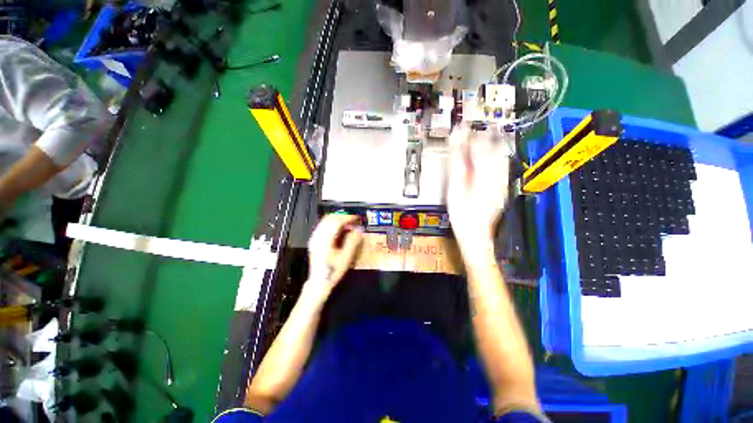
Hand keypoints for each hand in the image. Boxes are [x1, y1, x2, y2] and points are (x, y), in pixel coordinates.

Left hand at [304, 214, 363, 302]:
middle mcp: (318, 236)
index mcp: (325, 239)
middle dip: (343, 217)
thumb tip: (359, 229)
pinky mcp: (315, 240)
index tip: (356, 218)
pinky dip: (333, 224)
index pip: (337, 221)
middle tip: (353, 220)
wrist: (319, 282)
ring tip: (348, 225)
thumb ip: (353, 241)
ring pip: (326, 221)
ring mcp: (315, 238)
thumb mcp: (346, 257)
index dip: (348, 217)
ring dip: (338, 220)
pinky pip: (323, 226)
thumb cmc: (332, 271)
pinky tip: (339, 230)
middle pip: (330, 218)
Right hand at [446, 125, 510, 250]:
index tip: (460, 129)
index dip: (470, 135)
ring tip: (472, 146)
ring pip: (499, 155)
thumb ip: (457, 165)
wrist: (476, 234)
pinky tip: (479, 161)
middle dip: (481, 137)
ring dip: (486, 146)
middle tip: (466, 136)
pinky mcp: (501, 186)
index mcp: (486, 175)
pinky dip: (489, 157)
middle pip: (495, 147)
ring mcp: (502, 181)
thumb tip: (456, 145)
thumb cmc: (462, 215)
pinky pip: (499, 165)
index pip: (481, 146)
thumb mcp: (455, 190)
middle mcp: (499, 175)